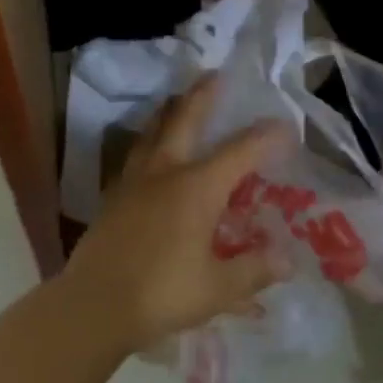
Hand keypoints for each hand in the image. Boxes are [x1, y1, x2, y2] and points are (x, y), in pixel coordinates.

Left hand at [61, 76, 292, 353]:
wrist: (93, 306)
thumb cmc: (162, 293)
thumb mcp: (218, 288)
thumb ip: (254, 270)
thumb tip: (288, 260)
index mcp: (197, 188)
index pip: (240, 152)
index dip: (264, 137)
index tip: (284, 126)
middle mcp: (166, 173)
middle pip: (185, 121)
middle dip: (202, 97)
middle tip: (214, 75)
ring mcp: (134, 182)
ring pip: (153, 133)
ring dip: (168, 112)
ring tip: (175, 100)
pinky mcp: (113, 197)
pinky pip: (135, 156)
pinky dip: (147, 143)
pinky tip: (148, 152)